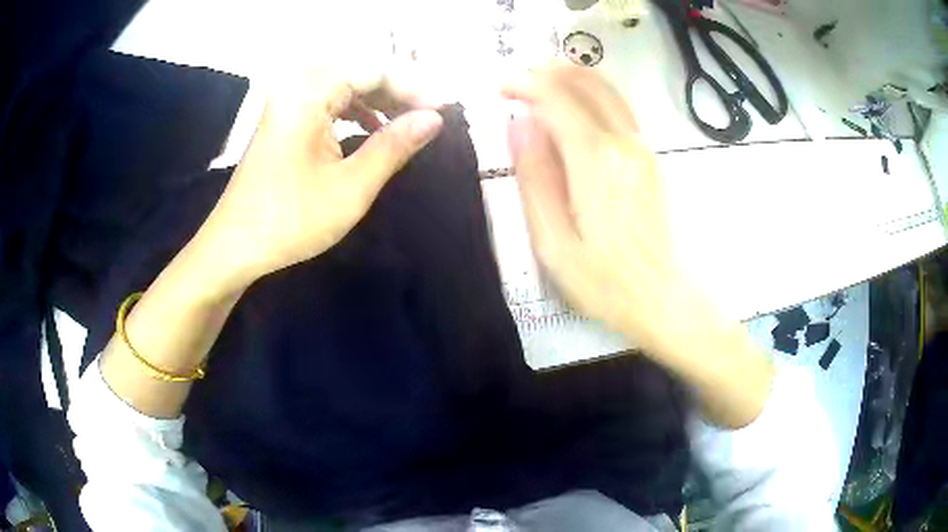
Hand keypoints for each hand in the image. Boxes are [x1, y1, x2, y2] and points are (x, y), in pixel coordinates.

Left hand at [198, 69, 443, 285]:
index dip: (414, 89)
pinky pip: (327, 102)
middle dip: (397, 94)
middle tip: (429, 120)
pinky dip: (353, 111)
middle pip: (358, 74)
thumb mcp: (351, 186)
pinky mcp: (283, 119)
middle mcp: (296, 86)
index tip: (445, 112)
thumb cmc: (290, 220)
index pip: (374, 71)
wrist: (235, 247)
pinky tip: (370, 128)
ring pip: (343, 87)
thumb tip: (434, 119)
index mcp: (308, 92)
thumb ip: (394, 146)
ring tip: (406, 124)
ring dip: (377, 102)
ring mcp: (286, 102)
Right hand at [504, 66, 688, 353]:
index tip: (500, 89)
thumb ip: (535, 177)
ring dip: (570, 77)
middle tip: (517, 82)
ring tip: (539, 86)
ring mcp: (641, 146)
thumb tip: (519, 125)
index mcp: (595, 160)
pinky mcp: (648, 156)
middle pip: (585, 81)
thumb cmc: (603, 280)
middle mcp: (623, 141)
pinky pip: (618, 107)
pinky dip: (591, 93)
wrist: (661, 297)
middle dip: (547, 71)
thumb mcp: (553, 241)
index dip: (525, 84)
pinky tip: (572, 106)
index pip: (557, 97)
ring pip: (606, 89)